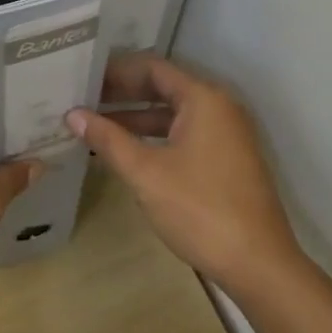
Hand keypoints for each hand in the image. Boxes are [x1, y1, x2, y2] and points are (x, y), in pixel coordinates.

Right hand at [65, 55, 302, 296]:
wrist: (258, 264)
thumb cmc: (200, 210)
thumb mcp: (146, 173)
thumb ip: (108, 139)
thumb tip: (73, 114)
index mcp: (203, 99)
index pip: (152, 67)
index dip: (115, 70)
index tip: (83, 76)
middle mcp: (219, 107)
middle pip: (163, 87)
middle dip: (123, 93)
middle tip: (82, 99)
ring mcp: (226, 134)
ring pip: (173, 113)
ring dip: (136, 117)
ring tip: (94, 125)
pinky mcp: (227, 159)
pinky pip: (184, 134)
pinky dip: (155, 137)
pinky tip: (126, 152)